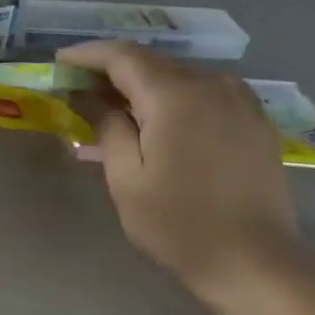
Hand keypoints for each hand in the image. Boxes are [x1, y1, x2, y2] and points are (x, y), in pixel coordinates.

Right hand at [58, 42, 300, 306]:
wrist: (252, 260)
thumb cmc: (178, 223)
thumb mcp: (126, 178)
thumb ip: (107, 126)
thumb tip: (88, 95)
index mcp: (175, 96)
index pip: (123, 56)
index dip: (87, 55)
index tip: (59, 62)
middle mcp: (211, 84)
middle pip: (153, 62)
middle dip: (113, 70)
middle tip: (80, 88)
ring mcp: (240, 100)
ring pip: (180, 76)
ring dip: (144, 84)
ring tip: (115, 106)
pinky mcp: (254, 120)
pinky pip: (206, 92)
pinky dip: (175, 96)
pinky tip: (160, 120)